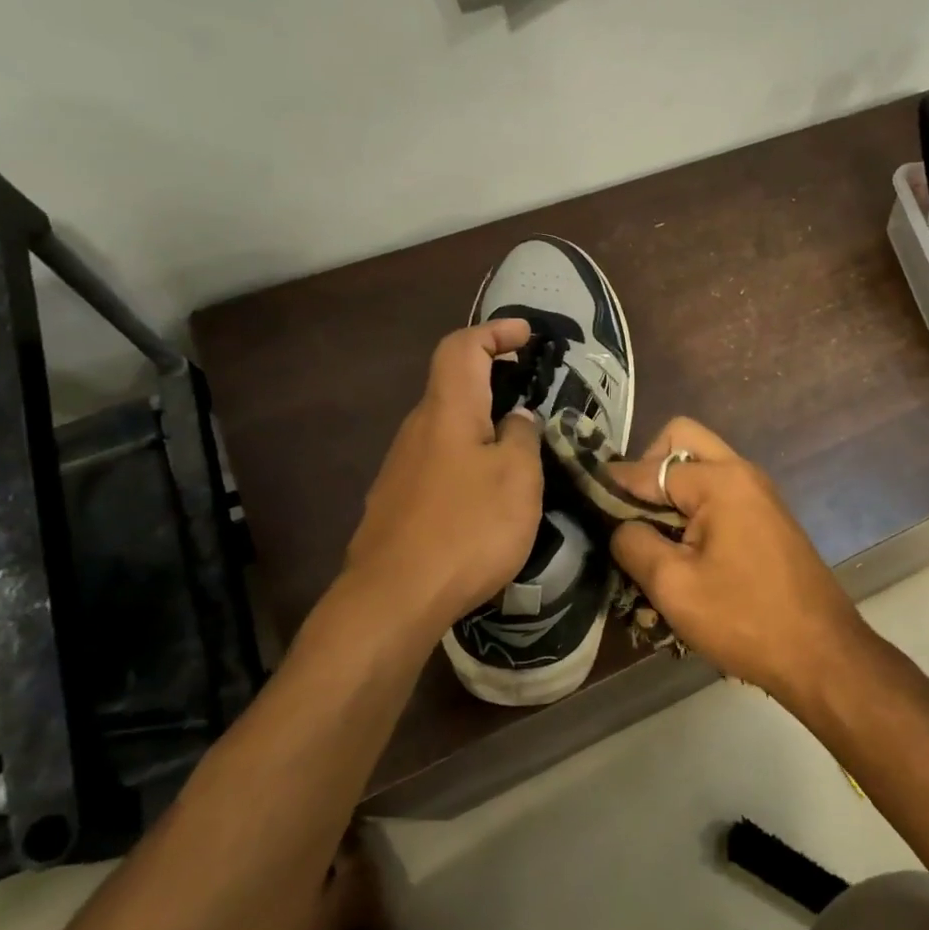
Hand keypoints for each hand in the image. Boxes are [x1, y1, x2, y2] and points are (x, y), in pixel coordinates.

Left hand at [343, 320, 543, 632]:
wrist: (394, 598)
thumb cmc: (467, 528)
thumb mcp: (518, 479)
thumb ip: (523, 438)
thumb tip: (518, 418)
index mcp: (447, 411)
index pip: (463, 348)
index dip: (495, 332)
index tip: (527, 335)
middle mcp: (417, 430)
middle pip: (453, 387)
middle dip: (494, 380)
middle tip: (534, 397)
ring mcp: (401, 468)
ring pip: (447, 429)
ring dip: (483, 426)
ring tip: (521, 453)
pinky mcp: (397, 503)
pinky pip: (440, 464)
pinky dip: (469, 460)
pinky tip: (488, 497)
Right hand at [603, 418, 873, 699]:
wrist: (821, 654)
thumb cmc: (744, 619)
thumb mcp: (673, 586)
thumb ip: (634, 543)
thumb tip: (619, 524)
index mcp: (720, 480)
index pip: (649, 467)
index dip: (613, 486)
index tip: (588, 507)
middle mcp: (743, 473)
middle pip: (682, 441)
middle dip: (648, 471)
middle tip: (630, 515)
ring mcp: (760, 495)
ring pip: (702, 469)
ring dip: (671, 493)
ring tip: (651, 540)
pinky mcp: (768, 520)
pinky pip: (721, 495)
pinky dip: (695, 511)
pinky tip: (683, 556)